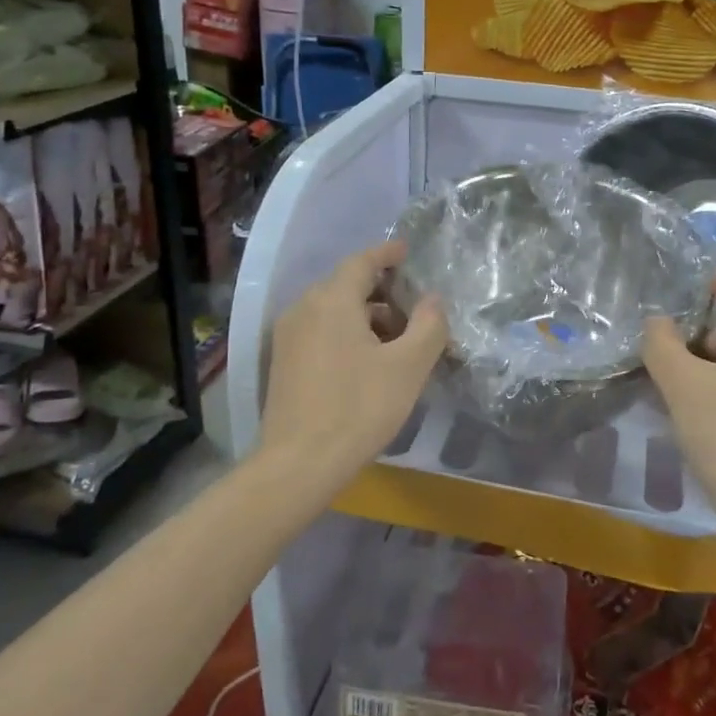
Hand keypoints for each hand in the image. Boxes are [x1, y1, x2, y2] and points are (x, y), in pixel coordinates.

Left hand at [257, 240, 446, 493]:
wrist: (300, 463)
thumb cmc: (360, 407)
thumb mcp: (409, 366)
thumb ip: (429, 325)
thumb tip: (432, 299)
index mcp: (331, 300)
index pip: (362, 262)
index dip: (387, 253)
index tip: (408, 252)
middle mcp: (304, 308)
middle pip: (346, 285)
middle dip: (382, 290)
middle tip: (413, 307)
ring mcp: (288, 336)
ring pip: (332, 310)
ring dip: (366, 315)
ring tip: (397, 340)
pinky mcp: (283, 363)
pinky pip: (320, 331)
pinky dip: (346, 333)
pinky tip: (368, 361)